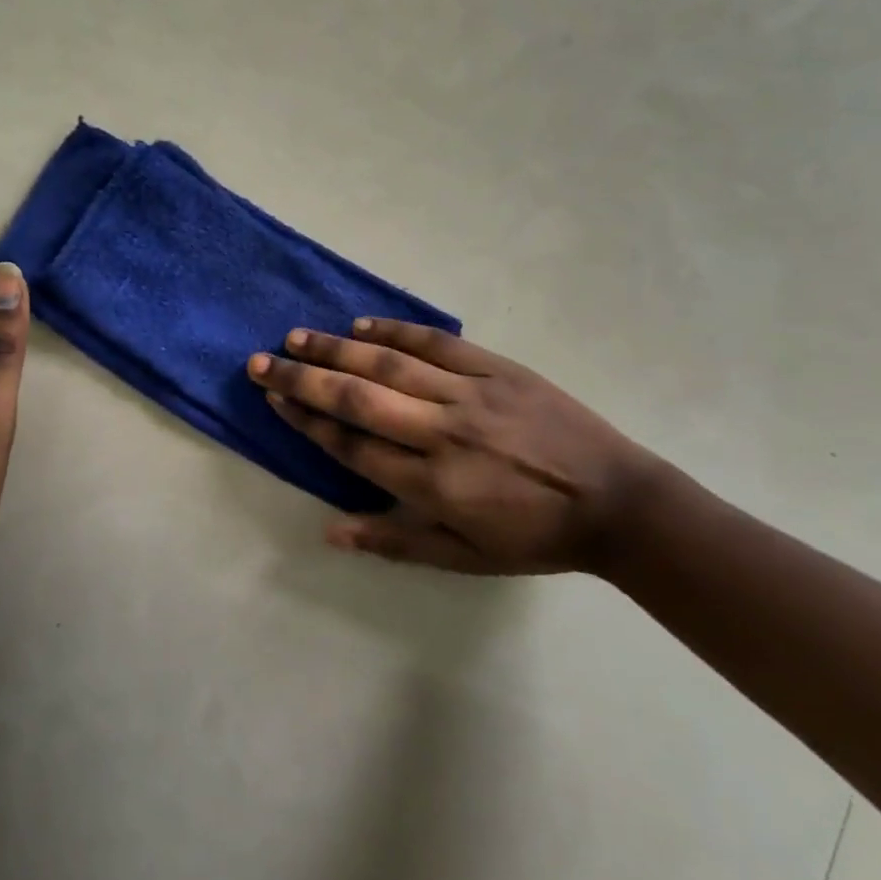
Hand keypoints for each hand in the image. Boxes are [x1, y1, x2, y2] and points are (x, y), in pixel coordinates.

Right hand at [248, 319, 672, 574]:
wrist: (619, 502)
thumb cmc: (535, 537)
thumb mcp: (464, 557)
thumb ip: (394, 541)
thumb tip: (329, 531)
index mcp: (433, 483)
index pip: (352, 444)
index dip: (306, 420)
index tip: (273, 397)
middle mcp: (442, 432)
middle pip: (358, 398)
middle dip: (303, 378)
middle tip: (261, 361)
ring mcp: (471, 394)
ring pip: (390, 363)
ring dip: (337, 348)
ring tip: (296, 336)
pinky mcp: (498, 368)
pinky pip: (437, 344)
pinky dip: (397, 330)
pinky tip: (362, 322)